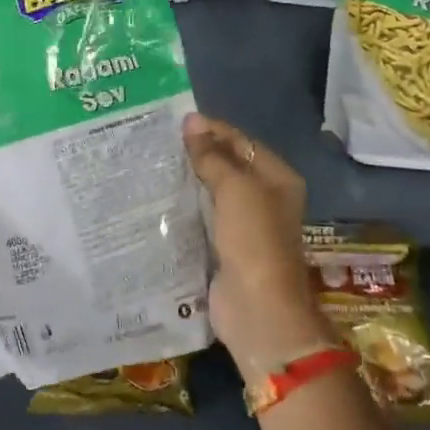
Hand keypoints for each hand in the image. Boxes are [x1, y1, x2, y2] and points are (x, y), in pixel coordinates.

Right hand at [182, 112, 328, 375]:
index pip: (241, 142)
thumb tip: (191, 121)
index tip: (174, 122)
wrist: (257, 309)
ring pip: (213, 193)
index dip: (211, 130)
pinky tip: (158, 200)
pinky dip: (184, 208)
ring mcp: (245, 226)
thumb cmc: (254, 241)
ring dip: (188, 181)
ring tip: (152, 165)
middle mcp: (265, 199)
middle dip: (197, 154)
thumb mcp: (235, 189)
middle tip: (157, 142)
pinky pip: (202, 219)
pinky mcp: (224, 248)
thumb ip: (212, 156)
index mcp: (277, 179)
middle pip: (228, 166)